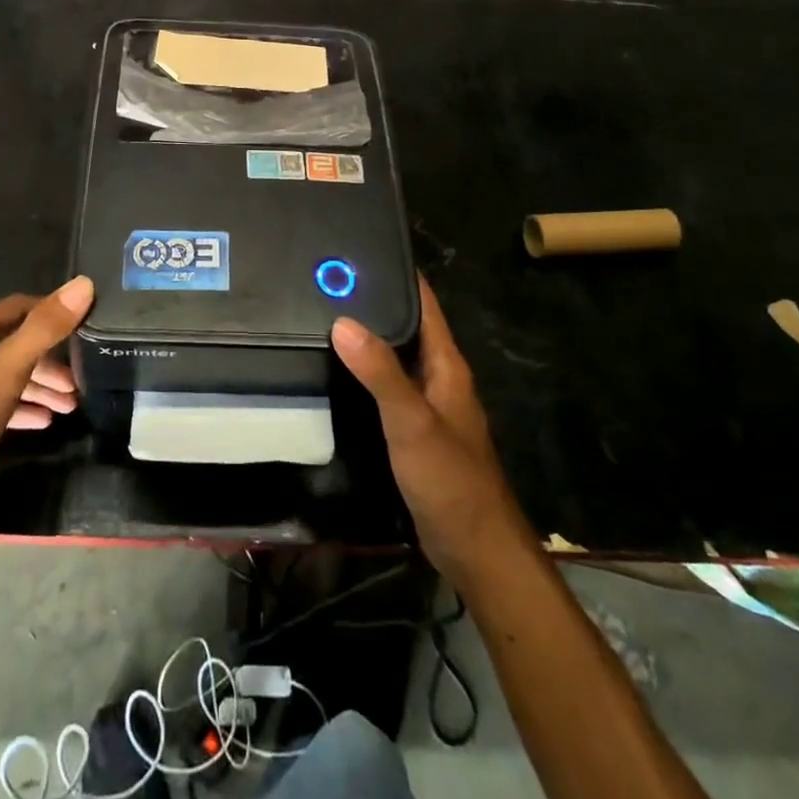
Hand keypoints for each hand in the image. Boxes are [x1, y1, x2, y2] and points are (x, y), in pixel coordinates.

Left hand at [0, 277, 92, 514]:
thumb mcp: (5, 371)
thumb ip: (44, 329)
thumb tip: (84, 283)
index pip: (20, 307)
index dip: (54, 312)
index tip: (87, 326)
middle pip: (15, 344)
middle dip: (51, 359)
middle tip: (81, 380)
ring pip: (7, 376)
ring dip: (40, 386)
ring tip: (70, 406)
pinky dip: (22, 408)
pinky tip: (43, 422)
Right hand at [332, 279, 527, 581]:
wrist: (476, 550)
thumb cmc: (451, 480)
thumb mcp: (412, 422)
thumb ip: (380, 372)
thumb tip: (343, 320)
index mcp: (446, 365)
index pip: (423, 303)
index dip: (398, 273)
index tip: (361, 248)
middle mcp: (438, 376)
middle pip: (406, 326)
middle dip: (373, 301)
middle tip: (326, 279)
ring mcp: (427, 404)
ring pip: (394, 357)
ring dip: (367, 337)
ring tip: (322, 315)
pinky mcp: (414, 430)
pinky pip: (387, 387)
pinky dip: (365, 372)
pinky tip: (336, 371)